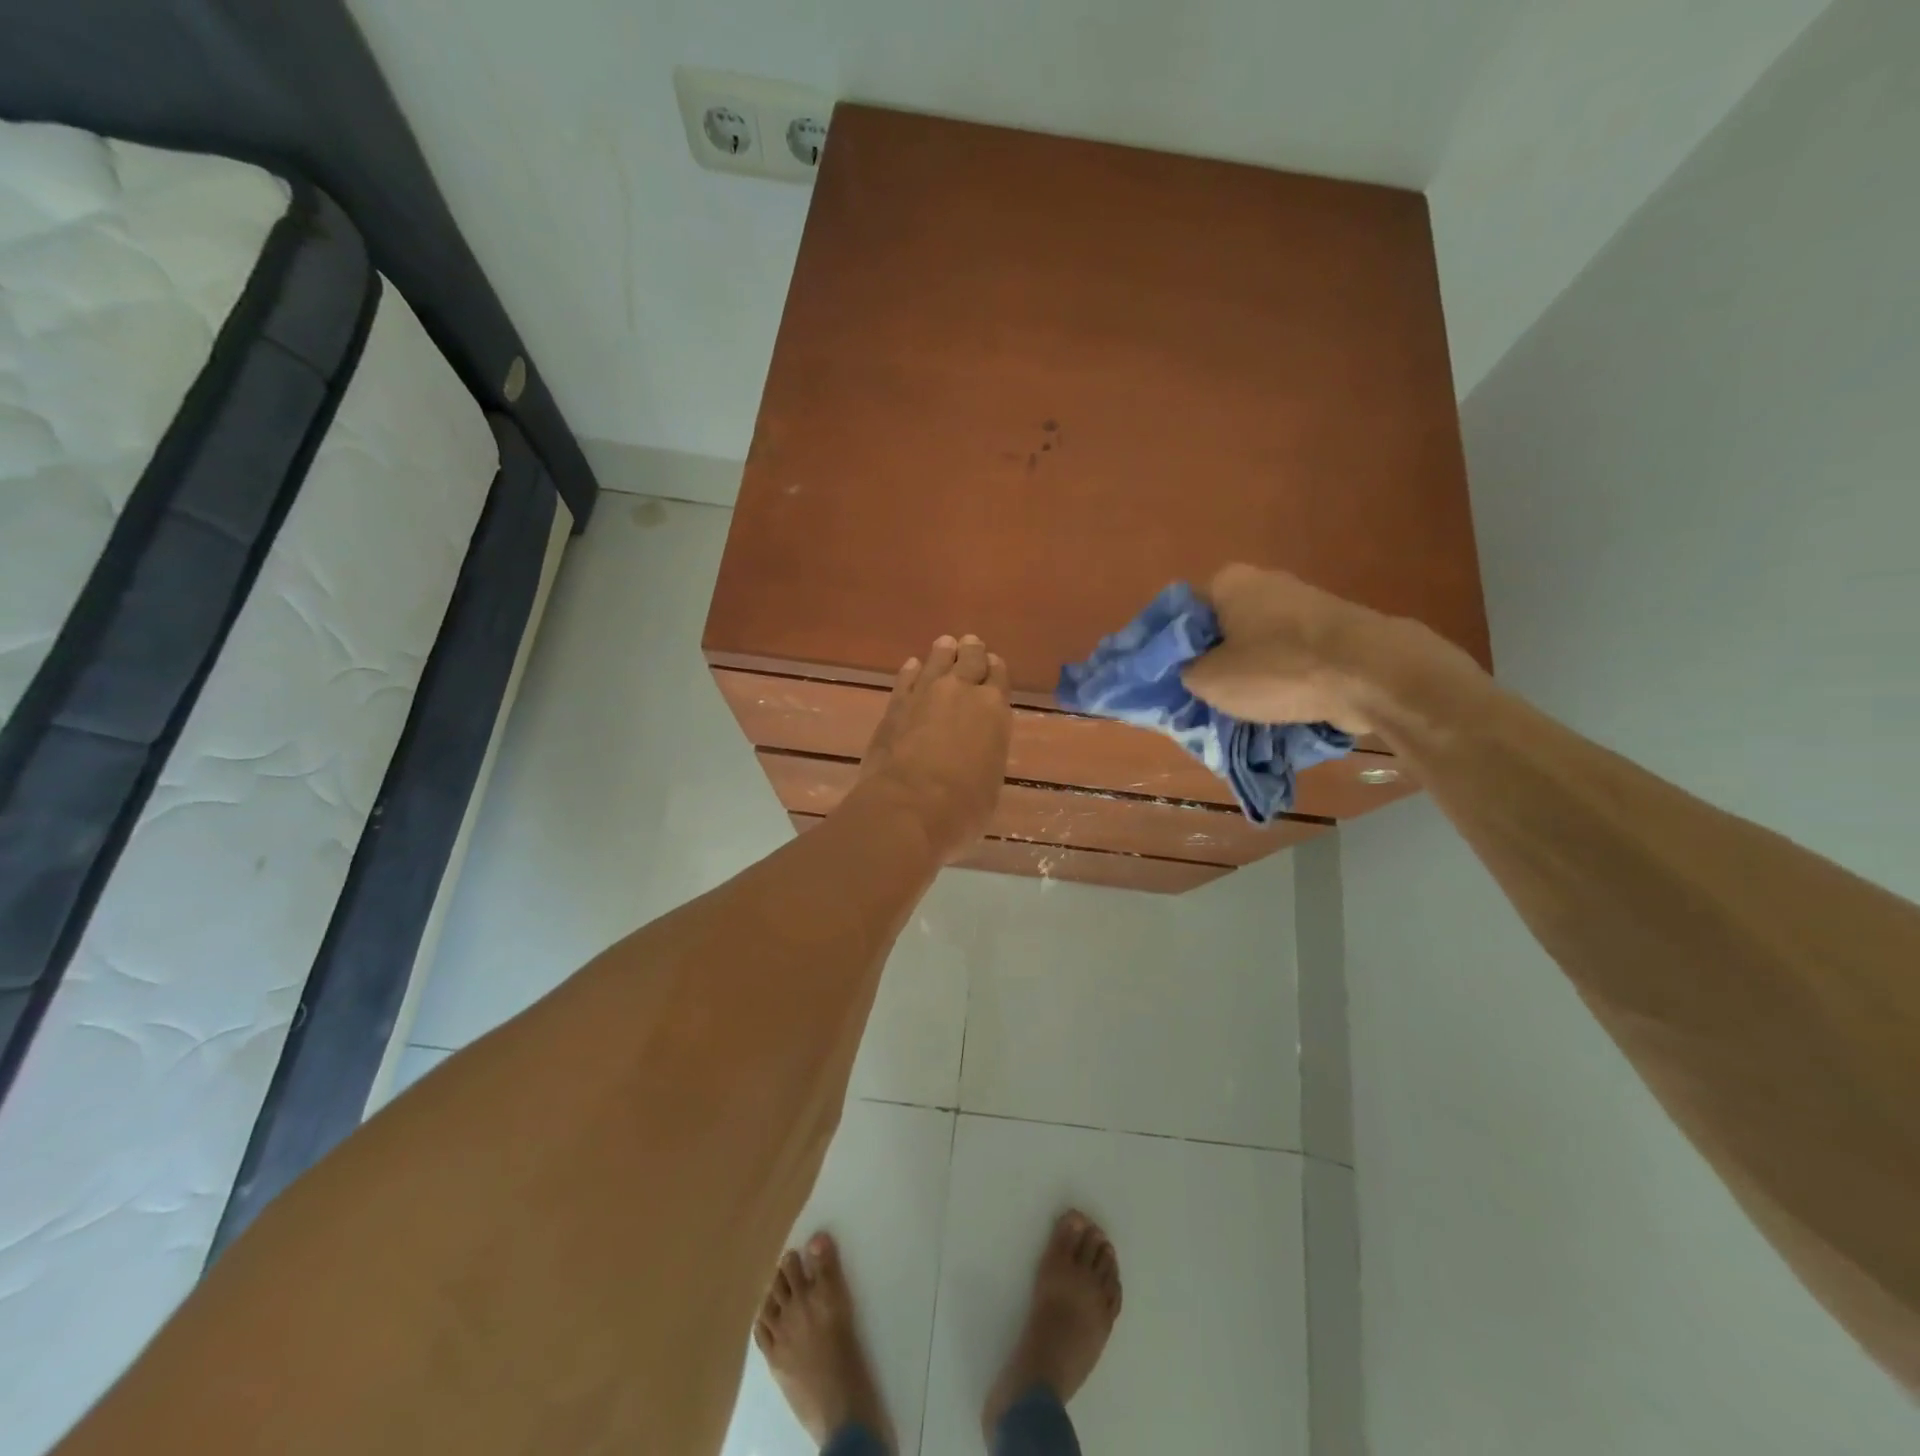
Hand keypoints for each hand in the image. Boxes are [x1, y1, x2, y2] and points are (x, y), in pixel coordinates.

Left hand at [856, 634, 1011, 859]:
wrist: (908, 807)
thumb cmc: (962, 808)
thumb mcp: (990, 783)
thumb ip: (986, 755)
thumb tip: (976, 752)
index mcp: (994, 711)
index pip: (998, 677)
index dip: (995, 670)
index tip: (993, 664)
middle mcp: (962, 692)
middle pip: (970, 659)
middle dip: (972, 651)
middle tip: (971, 643)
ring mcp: (925, 693)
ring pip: (938, 660)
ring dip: (944, 652)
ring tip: (946, 644)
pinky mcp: (895, 705)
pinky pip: (906, 678)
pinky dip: (912, 670)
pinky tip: (912, 666)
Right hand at [1181, 565, 1391, 732]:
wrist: (1372, 673)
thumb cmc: (1277, 668)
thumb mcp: (1209, 680)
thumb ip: (1185, 672)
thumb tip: (1190, 670)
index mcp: (1228, 582)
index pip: (1182, 613)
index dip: (1172, 648)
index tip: (1170, 679)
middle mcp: (1265, 582)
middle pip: (1222, 628)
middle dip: (1212, 662)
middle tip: (1202, 697)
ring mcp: (1305, 605)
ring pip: (1258, 645)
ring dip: (1248, 673)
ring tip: (1241, 710)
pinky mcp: (1334, 631)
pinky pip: (1291, 657)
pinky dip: (1282, 679)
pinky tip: (1278, 706)